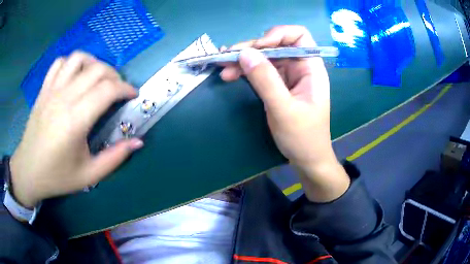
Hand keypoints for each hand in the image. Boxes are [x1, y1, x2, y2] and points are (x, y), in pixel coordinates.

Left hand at [10, 51, 143, 207]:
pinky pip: (60, 63)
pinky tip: (75, 76)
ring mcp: (51, 90)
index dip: (126, 88)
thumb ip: (115, 158)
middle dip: (115, 75)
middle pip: (97, 69)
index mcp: (75, 120)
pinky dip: (72, 63)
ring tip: (97, 78)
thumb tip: (138, 141)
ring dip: (94, 63)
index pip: (107, 89)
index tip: (133, 95)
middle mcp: (64, 98)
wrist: (28, 171)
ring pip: (79, 58)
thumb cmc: (57, 176)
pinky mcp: (44, 89)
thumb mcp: (89, 175)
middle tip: (118, 90)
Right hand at [220, 25, 349, 201]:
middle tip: (227, 57)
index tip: (258, 47)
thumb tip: (244, 53)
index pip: (299, 36)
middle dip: (252, 48)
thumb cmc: (303, 137)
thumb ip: (266, 80)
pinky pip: (259, 70)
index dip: (278, 35)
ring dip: (243, 59)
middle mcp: (300, 67)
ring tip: (222, 66)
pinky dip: (244, 70)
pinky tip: (229, 74)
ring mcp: (287, 76)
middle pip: (276, 45)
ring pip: (264, 57)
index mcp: (311, 68)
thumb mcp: (284, 110)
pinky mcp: (276, 85)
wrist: (306, 159)